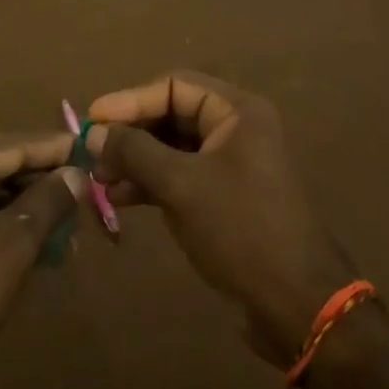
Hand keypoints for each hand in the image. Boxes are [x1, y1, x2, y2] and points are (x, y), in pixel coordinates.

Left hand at [0, 133, 85, 388]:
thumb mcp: (12, 245)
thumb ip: (48, 201)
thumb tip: (77, 173)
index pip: (11, 144)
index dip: (55, 149)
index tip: (94, 148)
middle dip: (43, 182)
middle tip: (88, 193)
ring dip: (27, 209)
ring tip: (70, 227)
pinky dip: (4, 227)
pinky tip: (38, 247)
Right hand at [87, 72, 354, 364]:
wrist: (297, 303)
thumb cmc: (240, 229)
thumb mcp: (181, 185)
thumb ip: (134, 152)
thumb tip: (93, 132)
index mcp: (237, 111)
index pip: (174, 86)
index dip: (130, 100)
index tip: (91, 119)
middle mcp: (236, 128)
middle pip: (171, 114)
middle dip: (130, 133)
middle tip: (93, 154)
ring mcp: (231, 163)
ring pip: (173, 147)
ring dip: (136, 161)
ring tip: (101, 180)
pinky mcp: (225, 195)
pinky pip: (181, 175)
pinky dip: (151, 182)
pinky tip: (121, 198)